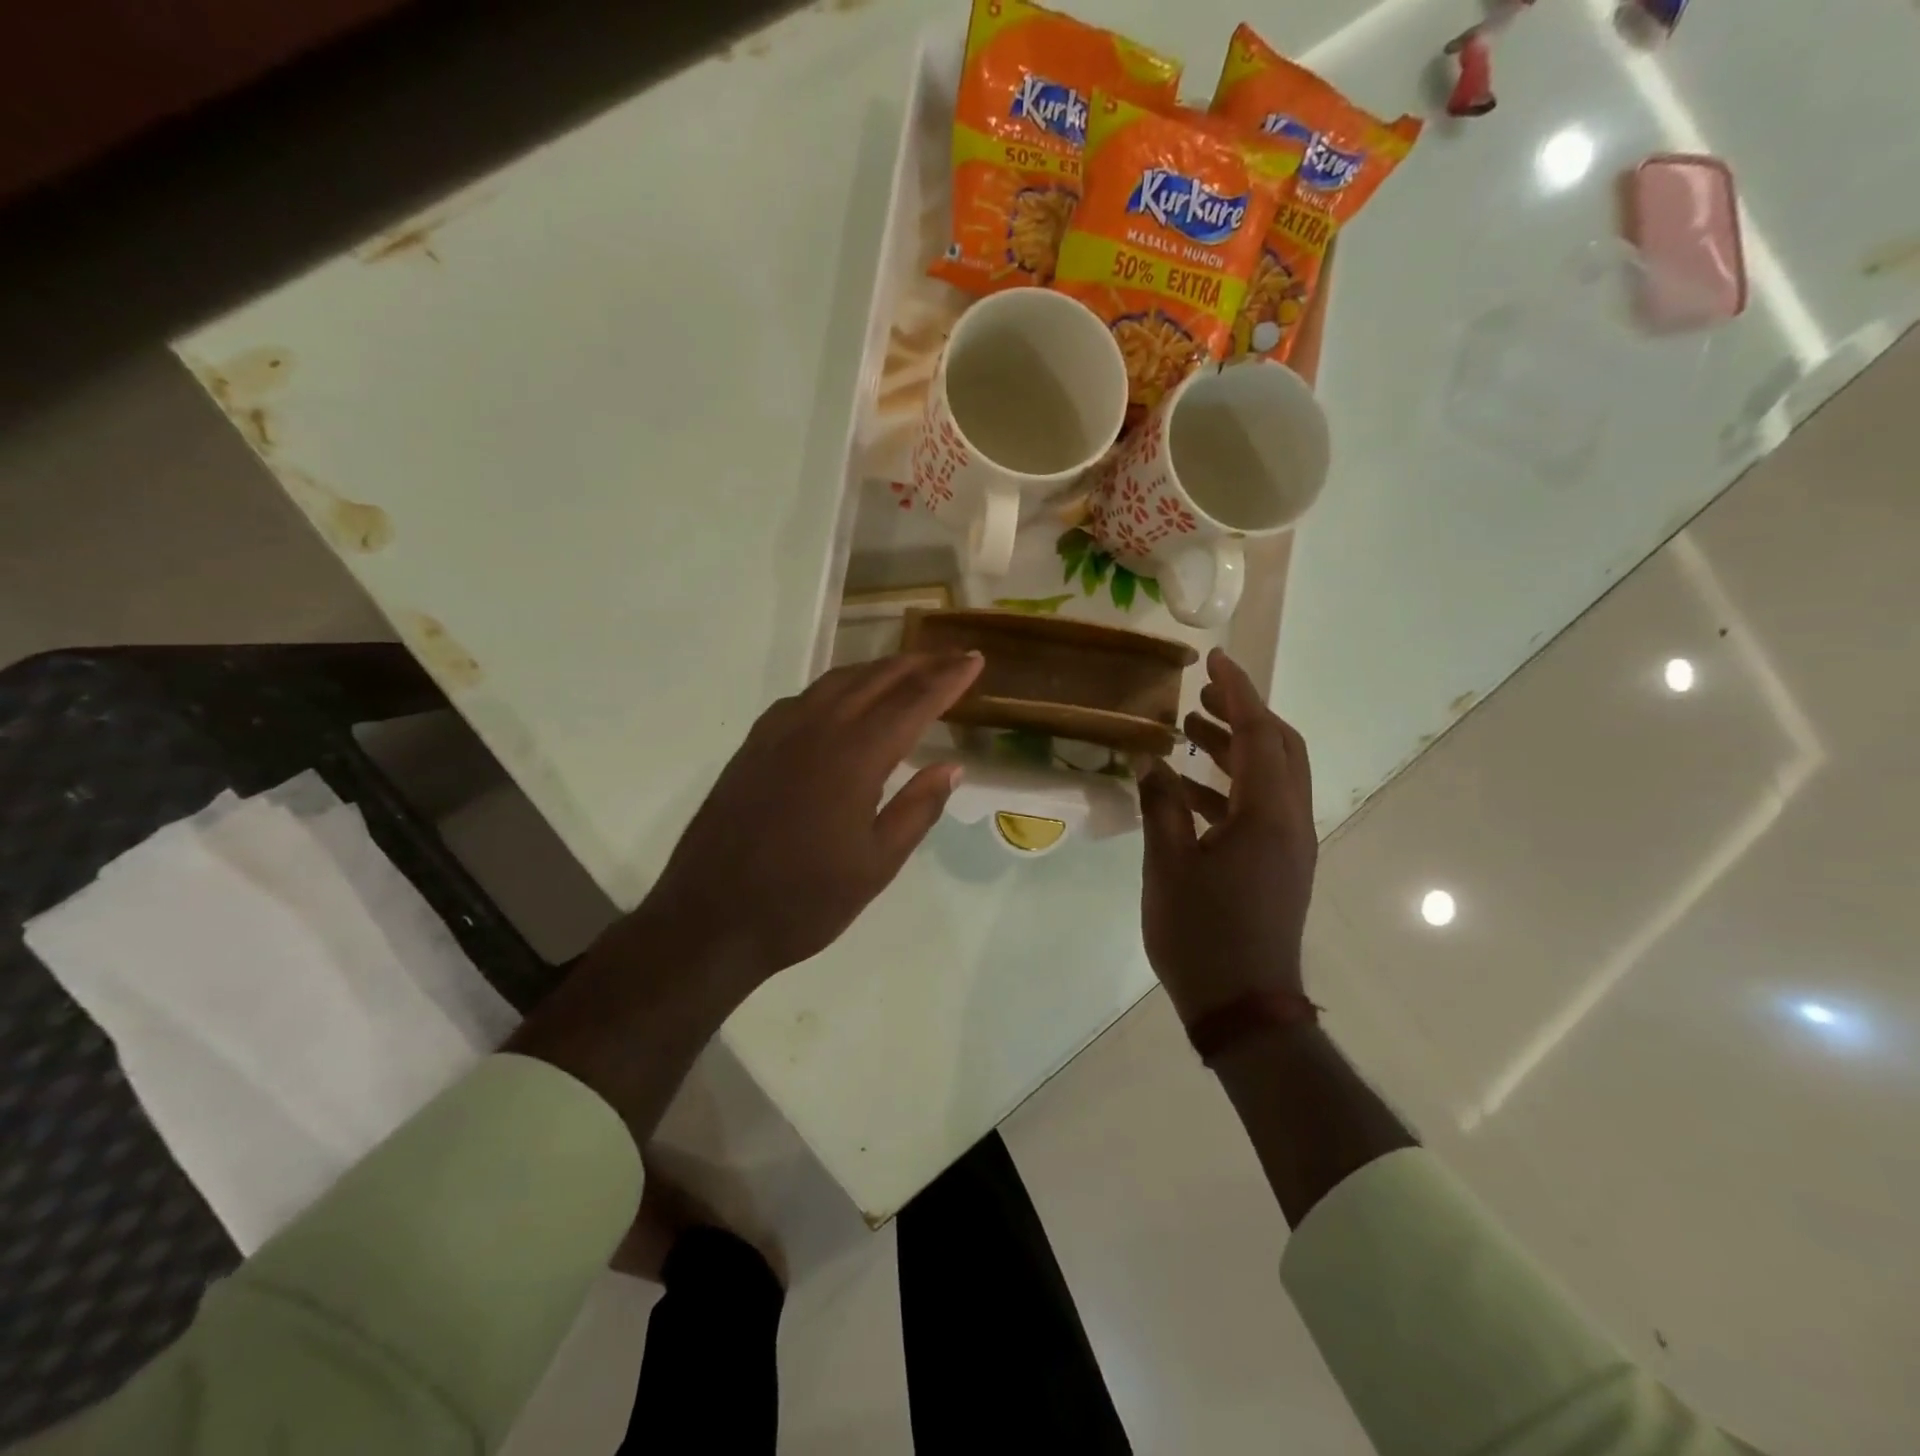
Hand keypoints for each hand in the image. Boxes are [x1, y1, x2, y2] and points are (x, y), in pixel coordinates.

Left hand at [638, 650, 983, 986]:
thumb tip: (951, 766)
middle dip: (919, 664)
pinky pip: (803, 698)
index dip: (947, 679)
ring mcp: (778, 734)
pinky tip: (844, 699)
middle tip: (952, 657)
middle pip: (876, 680)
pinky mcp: (753, 746)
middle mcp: (816, 730)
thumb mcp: (876, 865)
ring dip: (878, 670)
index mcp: (854, 758)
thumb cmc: (804, 901)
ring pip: (837, 682)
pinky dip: (837, 687)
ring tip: (908, 669)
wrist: (710, 919)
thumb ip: (917, 809)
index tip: (975, 659)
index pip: (912, 702)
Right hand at [1137, 648, 1316, 1026]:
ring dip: (1235, 747)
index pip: (1260, 734)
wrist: (1244, 1006)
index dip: (1238, 691)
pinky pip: (1260, 805)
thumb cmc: (1202, 935)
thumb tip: (1150, 761)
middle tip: (1202, 690)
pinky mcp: (1279, 864)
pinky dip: (1229, 784)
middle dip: (1243, 712)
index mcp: (1268, 816)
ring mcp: (1289, 845)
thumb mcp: (1167, 866)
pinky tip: (1187, 787)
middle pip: (1279, 748)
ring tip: (1188, 729)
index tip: (1214, 658)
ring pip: (1270, 776)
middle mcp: (1290, 822)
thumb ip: (1159, 806)